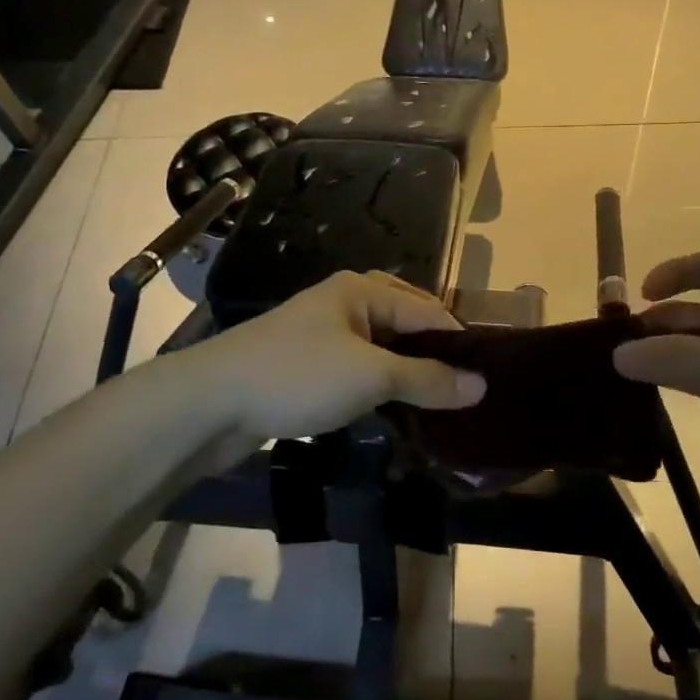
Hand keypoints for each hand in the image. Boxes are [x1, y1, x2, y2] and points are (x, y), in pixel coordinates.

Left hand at [192, 271, 485, 443]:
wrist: (210, 404)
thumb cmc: (298, 376)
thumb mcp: (371, 376)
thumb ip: (427, 379)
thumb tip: (482, 385)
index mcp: (361, 289)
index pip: (427, 310)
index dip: (459, 343)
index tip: (489, 378)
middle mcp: (344, 303)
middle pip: (404, 323)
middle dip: (433, 354)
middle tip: (466, 390)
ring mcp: (322, 334)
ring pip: (380, 349)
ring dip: (407, 373)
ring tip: (439, 403)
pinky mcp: (306, 367)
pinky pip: (357, 369)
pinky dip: (379, 386)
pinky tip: (394, 409)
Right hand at [613, 252, 699, 532]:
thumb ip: (672, 357)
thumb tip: (617, 355)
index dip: (673, 274)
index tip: (639, 297)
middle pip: (697, 312)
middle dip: (659, 323)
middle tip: (617, 346)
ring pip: (696, 349)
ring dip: (663, 355)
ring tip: (623, 370)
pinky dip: (676, 381)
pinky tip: (650, 393)